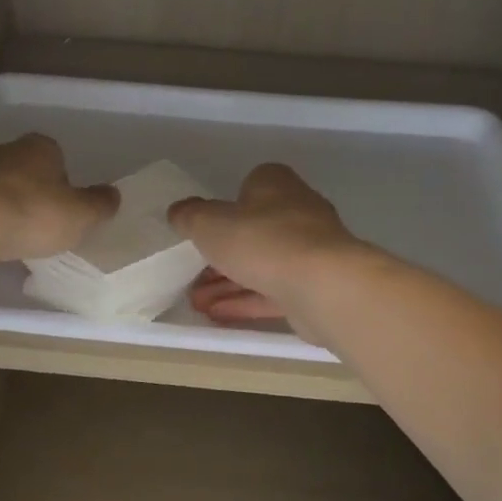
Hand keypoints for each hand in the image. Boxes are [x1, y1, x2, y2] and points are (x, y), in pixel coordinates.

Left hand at [0, 134, 117, 261]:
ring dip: (5, 205)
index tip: (64, 209)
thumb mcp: (81, 215)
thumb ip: (99, 205)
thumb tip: (113, 195)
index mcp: (41, 147)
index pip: (57, 157)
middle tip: (40, 223)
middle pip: (25, 169)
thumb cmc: (34, 213)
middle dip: (32, 191)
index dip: (63, 183)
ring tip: (13, 237)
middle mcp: (6, 150)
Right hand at [167, 164, 364, 330]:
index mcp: (275, 184)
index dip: (225, 207)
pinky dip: (246, 302)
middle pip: (253, 230)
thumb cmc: (261, 240)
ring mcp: (310, 251)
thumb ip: (190, 216)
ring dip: (228, 283)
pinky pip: (273, 292)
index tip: (204, 229)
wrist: (322, 285)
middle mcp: (297, 211)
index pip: (249, 186)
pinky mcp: (314, 286)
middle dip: (221, 255)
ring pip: (261, 265)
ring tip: (195, 302)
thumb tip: (179, 211)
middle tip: (192, 274)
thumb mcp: (209, 223)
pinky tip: (217, 316)